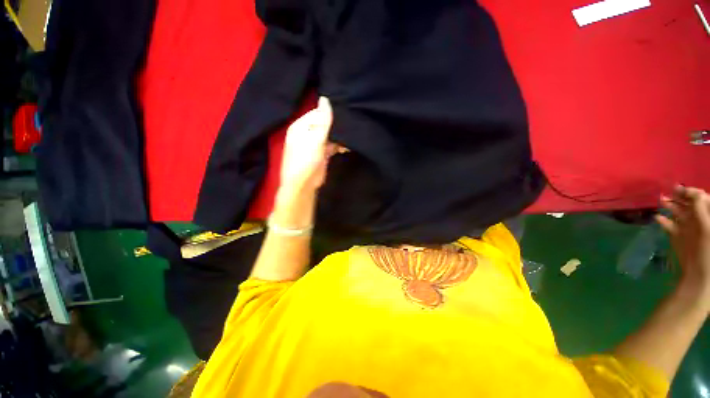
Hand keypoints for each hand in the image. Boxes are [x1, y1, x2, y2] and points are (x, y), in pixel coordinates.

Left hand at [279, 97, 343, 195]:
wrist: (303, 184)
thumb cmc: (306, 159)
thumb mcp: (315, 139)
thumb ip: (322, 121)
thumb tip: (325, 98)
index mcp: (301, 126)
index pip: (318, 113)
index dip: (331, 113)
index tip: (346, 113)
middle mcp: (307, 133)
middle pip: (324, 124)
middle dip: (336, 125)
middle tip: (351, 125)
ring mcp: (315, 144)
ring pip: (329, 135)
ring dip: (339, 136)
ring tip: (350, 137)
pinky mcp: (322, 153)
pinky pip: (332, 145)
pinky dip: (339, 146)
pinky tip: (346, 147)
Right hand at [657, 186, 709, 304]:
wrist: (699, 275)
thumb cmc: (707, 251)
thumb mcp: (707, 227)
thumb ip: (700, 208)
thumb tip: (693, 191)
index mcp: (709, 216)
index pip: (703, 198)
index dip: (693, 192)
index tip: (681, 189)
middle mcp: (700, 220)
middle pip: (690, 204)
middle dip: (680, 197)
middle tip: (670, 191)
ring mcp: (688, 229)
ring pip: (678, 213)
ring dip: (670, 206)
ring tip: (660, 201)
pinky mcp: (678, 236)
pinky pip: (670, 225)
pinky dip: (664, 221)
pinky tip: (657, 218)